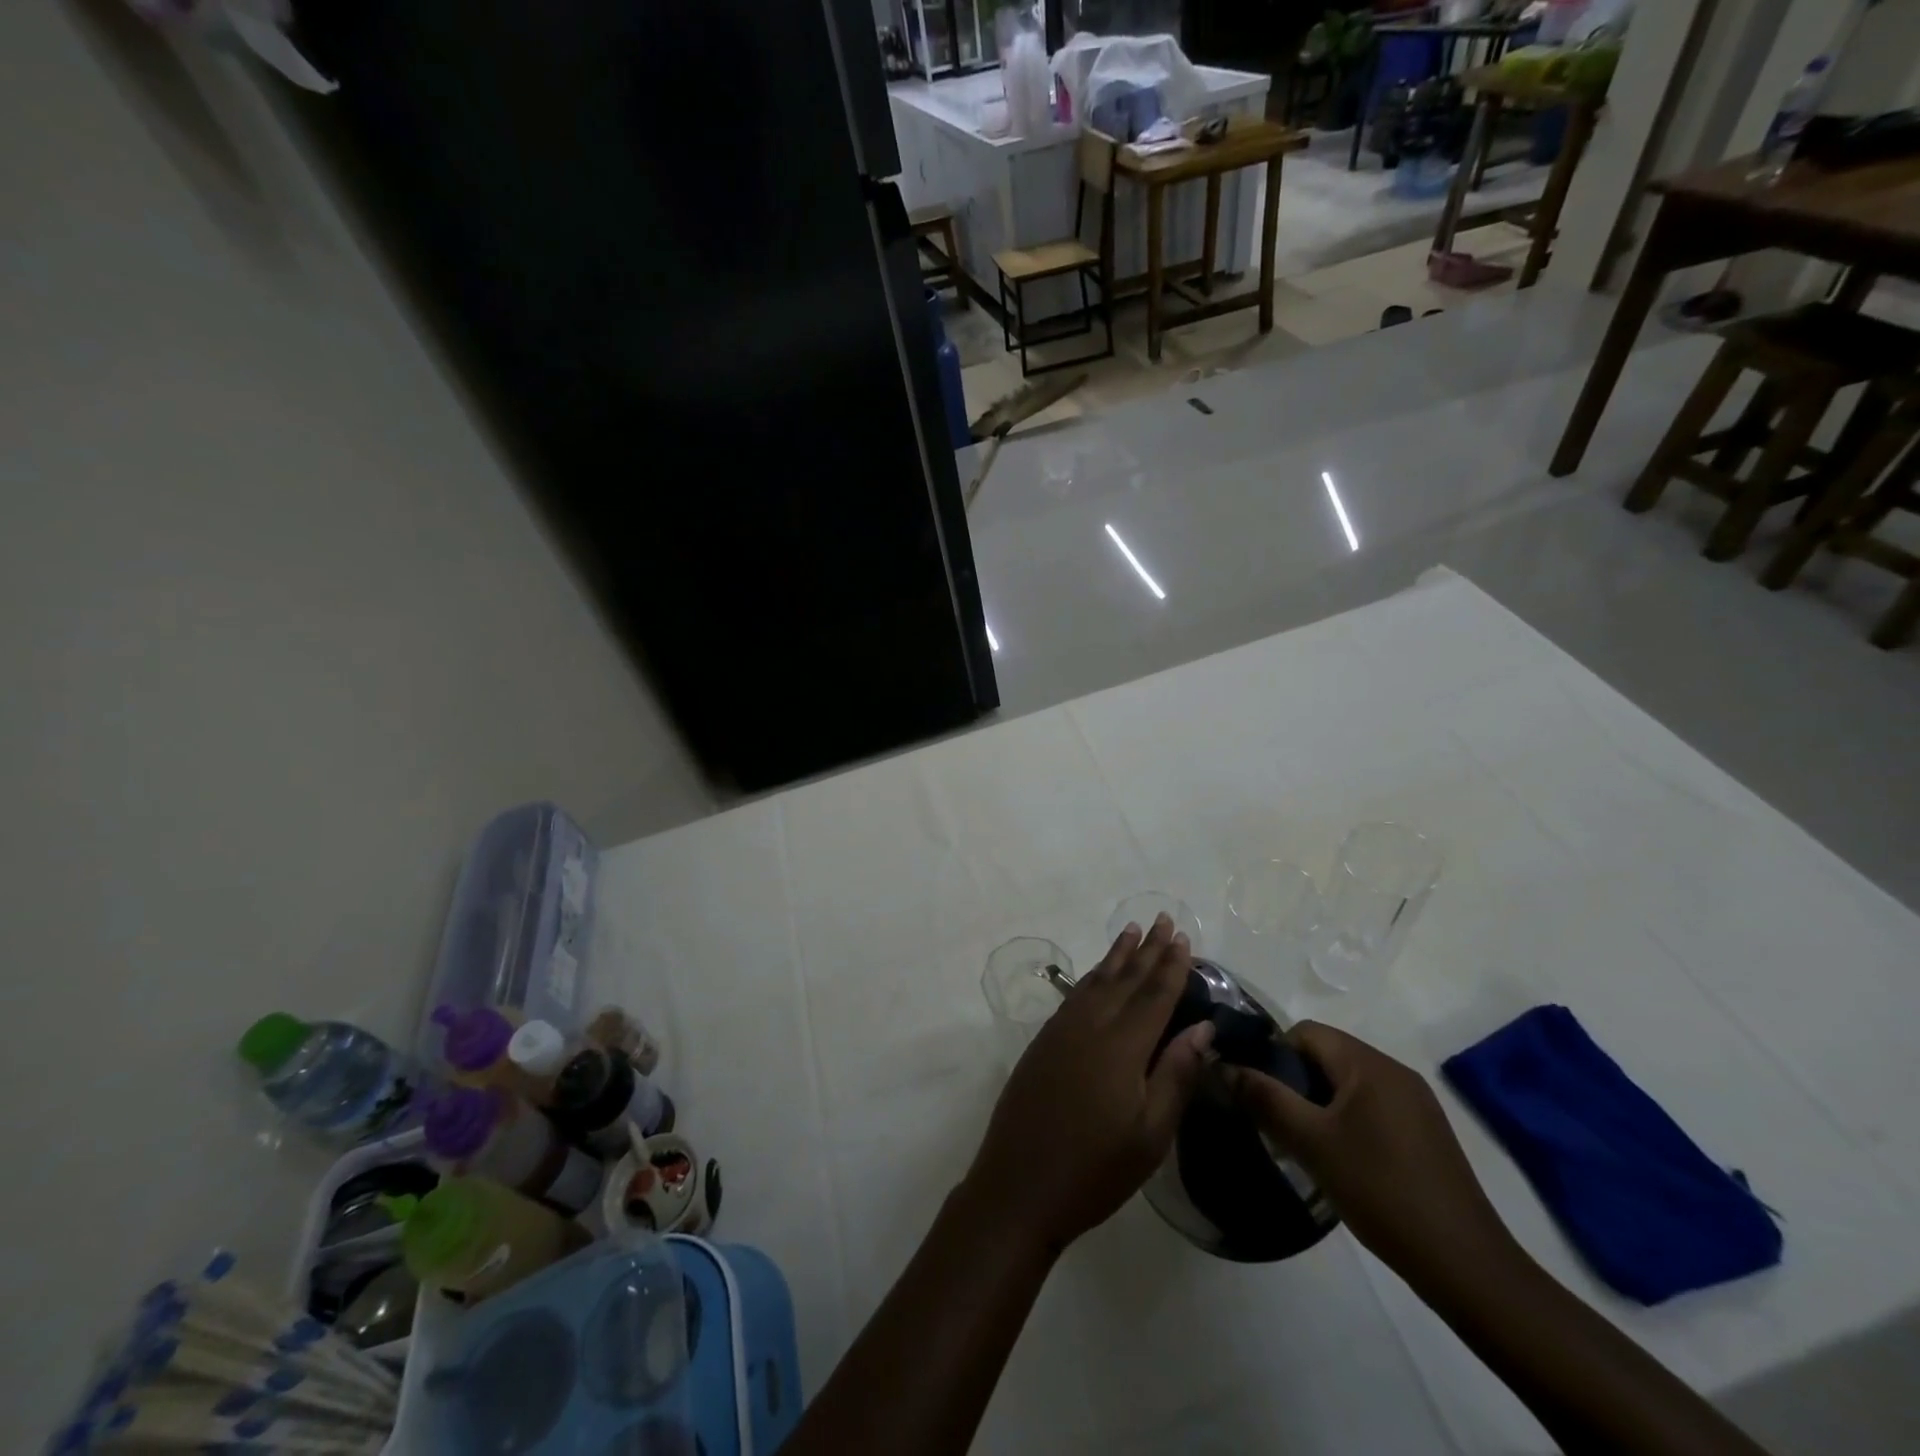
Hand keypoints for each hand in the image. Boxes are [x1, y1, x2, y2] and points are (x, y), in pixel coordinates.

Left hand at [965, 915, 1215, 1253]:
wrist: (1018, 1185)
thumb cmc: (1095, 1170)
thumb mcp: (1150, 1134)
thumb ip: (1176, 1075)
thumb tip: (1203, 1029)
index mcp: (1121, 1047)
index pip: (1154, 995)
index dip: (1171, 966)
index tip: (1184, 938)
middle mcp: (1090, 1026)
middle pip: (1125, 979)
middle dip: (1147, 949)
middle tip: (1163, 918)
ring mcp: (1061, 1031)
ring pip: (1096, 981)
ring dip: (1117, 956)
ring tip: (1132, 931)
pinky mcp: (1043, 1042)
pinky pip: (1075, 996)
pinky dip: (1092, 977)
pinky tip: (1098, 975)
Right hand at [1225, 1022, 1518, 1287]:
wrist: (1466, 1265)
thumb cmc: (1381, 1190)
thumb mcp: (1311, 1143)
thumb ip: (1265, 1098)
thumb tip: (1225, 1066)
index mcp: (1369, 1064)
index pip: (1305, 1032)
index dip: (1274, 1055)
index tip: (1261, 1096)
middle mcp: (1395, 1071)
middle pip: (1327, 1055)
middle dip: (1295, 1082)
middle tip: (1278, 1124)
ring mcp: (1416, 1103)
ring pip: (1348, 1084)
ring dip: (1319, 1104)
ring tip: (1304, 1146)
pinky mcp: (1426, 1133)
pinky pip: (1371, 1107)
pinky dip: (1346, 1121)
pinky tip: (1342, 1162)